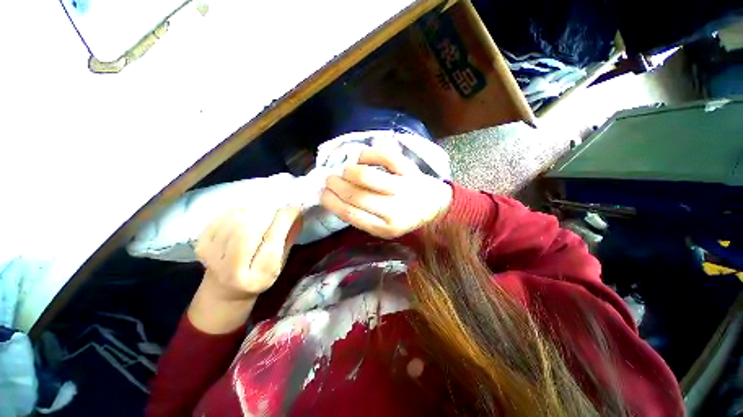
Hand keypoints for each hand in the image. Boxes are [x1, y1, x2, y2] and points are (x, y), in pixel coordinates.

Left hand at [194, 207, 302, 300]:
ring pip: (236, 219)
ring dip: (255, 208)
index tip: (294, 208)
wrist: (225, 289)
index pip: (272, 241)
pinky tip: (248, 212)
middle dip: (269, 211)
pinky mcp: (200, 244)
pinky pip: (223, 216)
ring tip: (266, 208)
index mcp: (258, 277)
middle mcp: (231, 269)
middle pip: (249, 228)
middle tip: (279, 206)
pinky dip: (240, 208)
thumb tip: (296, 211)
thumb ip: (289, 238)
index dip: (284, 219)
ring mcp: (211, 256)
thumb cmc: (260, 275)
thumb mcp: (281, 262)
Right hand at [321, 149, 452, 238]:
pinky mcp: (411, 171)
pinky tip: (360, 157)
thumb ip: (363, 217)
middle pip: (356, 195)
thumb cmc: (405, 216)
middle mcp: (394, 211)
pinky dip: (368, 153)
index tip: (322, 194)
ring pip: (367, 176)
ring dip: (348, 171)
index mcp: (385, 228)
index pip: (351, 214)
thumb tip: (337, 199)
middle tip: (329, 179)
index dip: (332, 202)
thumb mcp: (384, 226)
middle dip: (335, 185)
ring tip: (343, 170)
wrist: (434, 206)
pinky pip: (385, 157)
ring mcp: (404, 189)